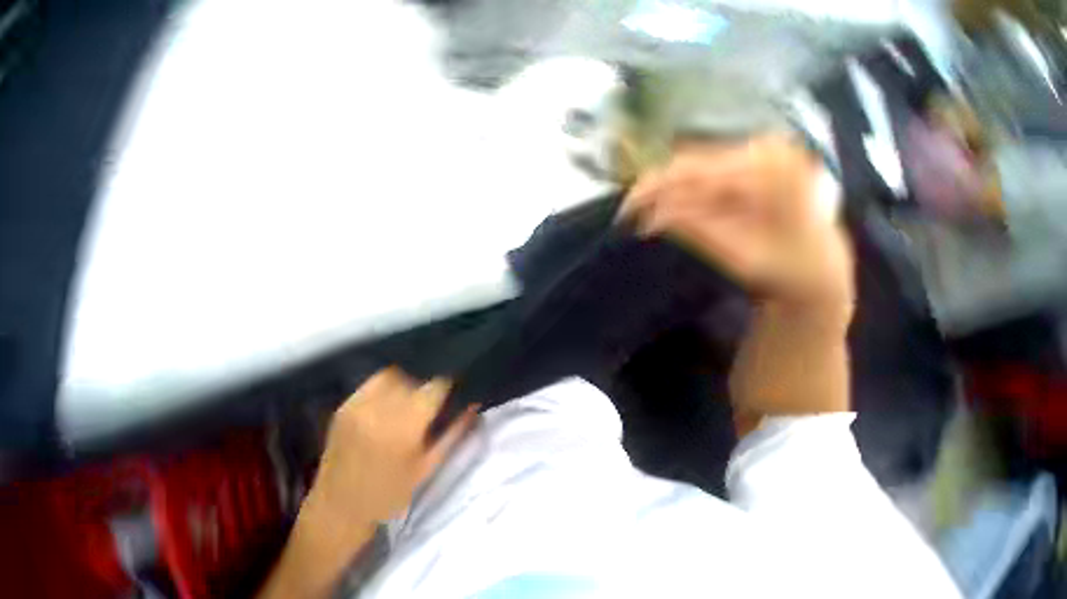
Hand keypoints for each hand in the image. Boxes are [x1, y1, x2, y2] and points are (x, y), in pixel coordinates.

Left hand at [261, 369, 476, 598]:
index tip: (453, 388)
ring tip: (411, 397)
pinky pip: (375, 381)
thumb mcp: (429, 466)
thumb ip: (455, 432)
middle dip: (428, 384)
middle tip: (432, 399)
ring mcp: (360, 405)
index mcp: (406, 426)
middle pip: (416, 377)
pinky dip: (389, 384)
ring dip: (409, 381)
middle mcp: (382, 410)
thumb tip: (475, 404)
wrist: (337, 510)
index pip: (437, 385)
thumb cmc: (390, 493)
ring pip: (396, 374)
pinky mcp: (345, 406)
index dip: (448, 384)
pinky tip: (391, 399)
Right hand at [621, 134, 853, 311]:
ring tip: (642, 213)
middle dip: (654, 189)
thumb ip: (696, 230)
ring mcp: (759, 154)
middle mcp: (765, 151)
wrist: (818, 270)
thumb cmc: (785, 269)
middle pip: (692, 163)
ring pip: (694, 167)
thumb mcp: (737, 256)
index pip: (696, 171)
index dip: (655, 190)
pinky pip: (706, 174)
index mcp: (769, 170)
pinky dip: (681, 192)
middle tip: (627, 213)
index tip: (627, 212)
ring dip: (664, 192)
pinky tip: (666, 206)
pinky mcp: (751, 164)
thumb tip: (651, 218)